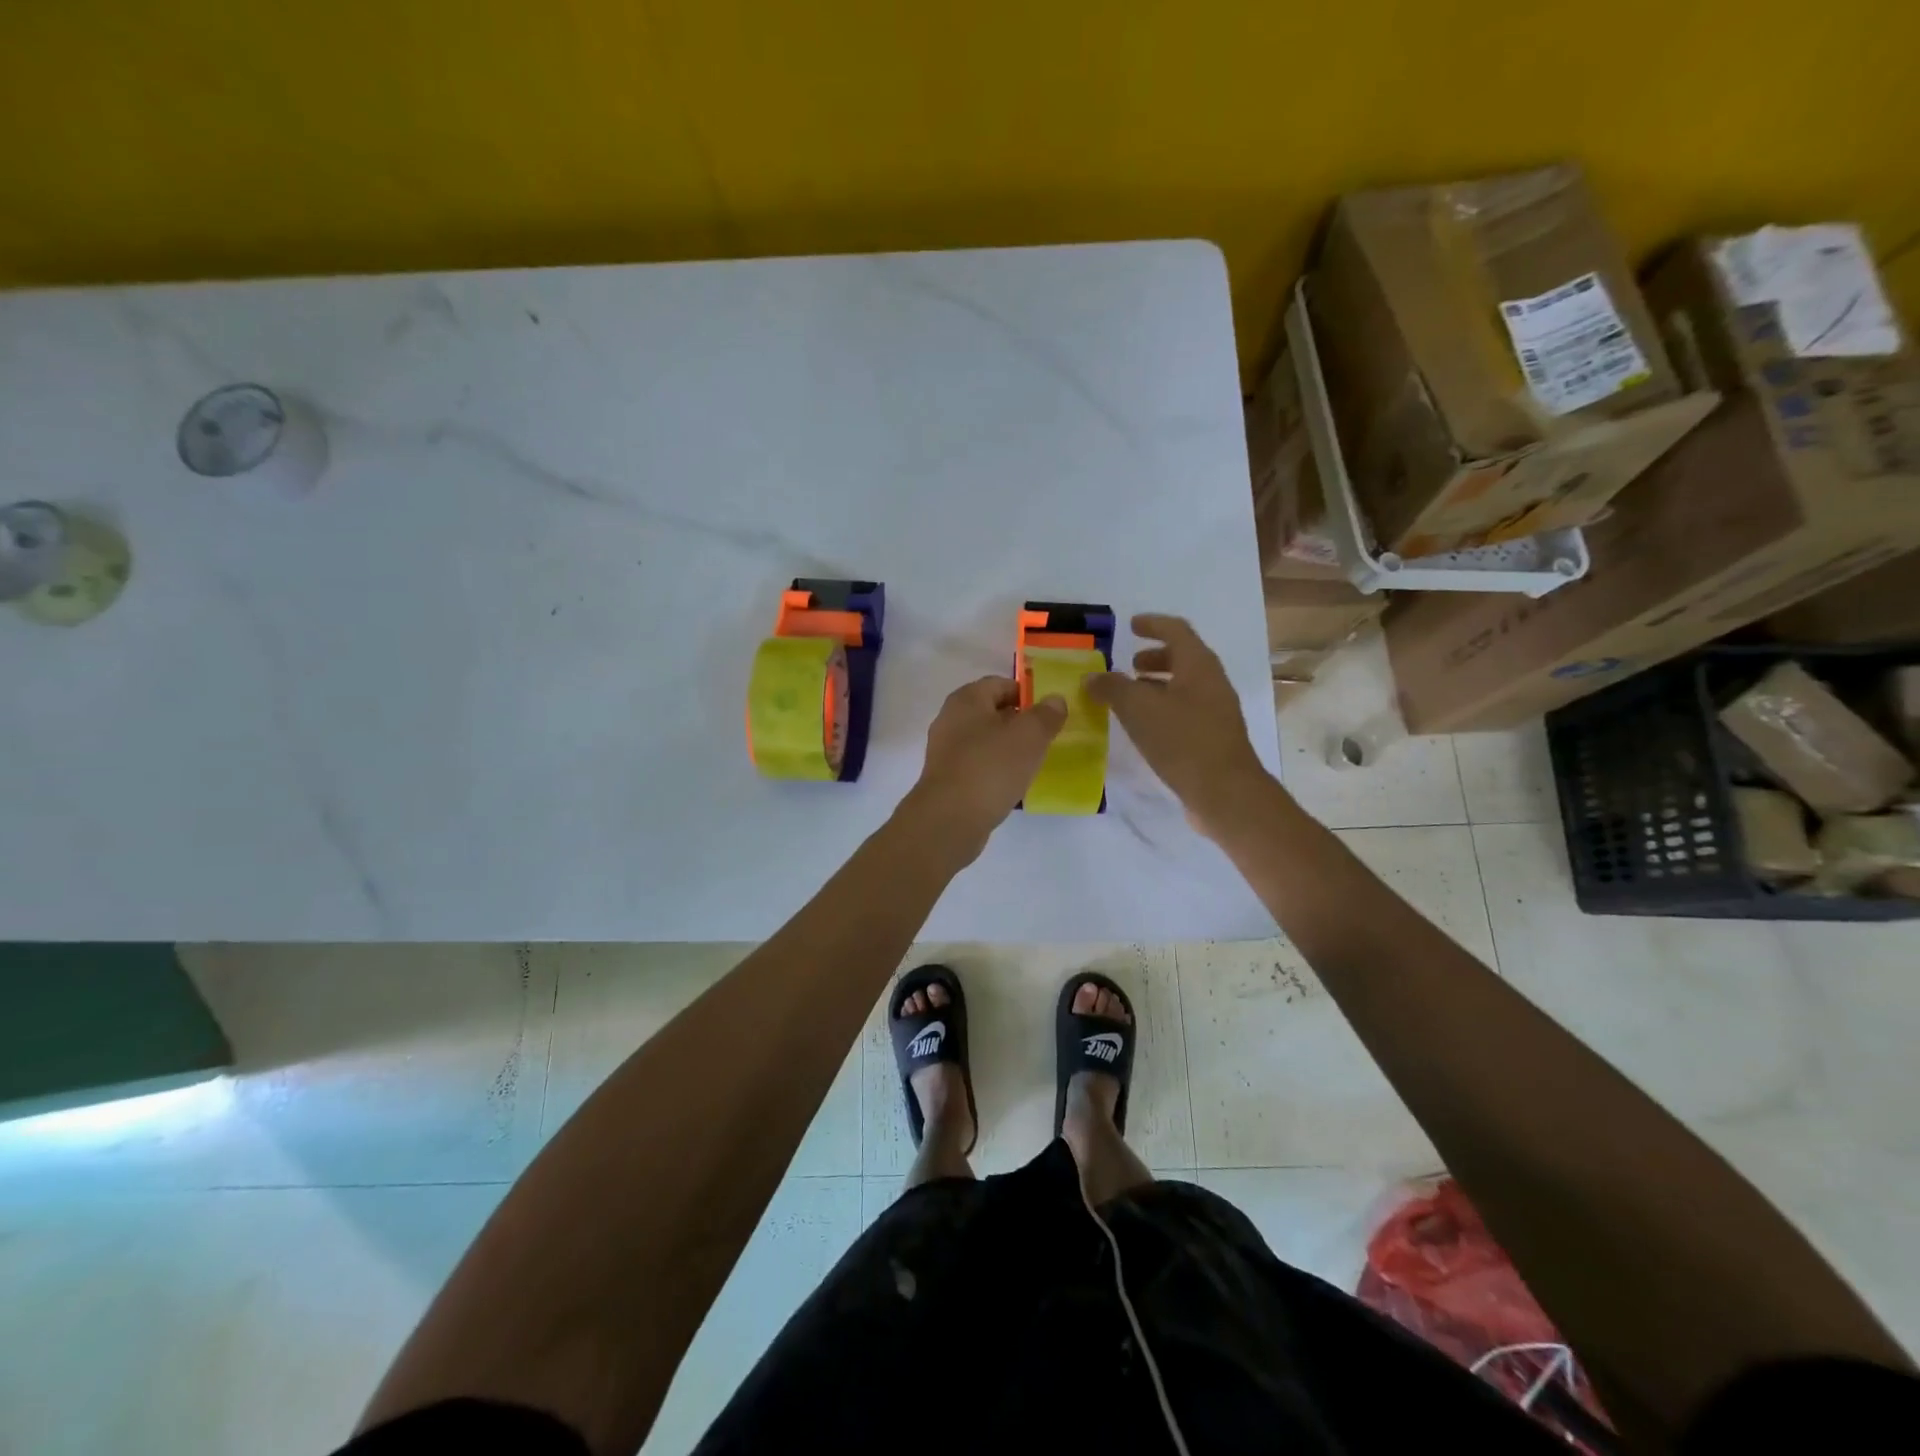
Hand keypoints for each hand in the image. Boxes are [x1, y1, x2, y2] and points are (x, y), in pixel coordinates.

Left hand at [901, 676, 1066, 861]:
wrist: (949, 819)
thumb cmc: (991, 768)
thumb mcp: (1029, 736)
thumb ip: (1046, 715)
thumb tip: (1054, 700)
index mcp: (966, 699)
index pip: (1000, 684)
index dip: (1027, 694)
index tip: (1049, 714)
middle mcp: (950, 719)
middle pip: (991, 712)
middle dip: (1019, 722)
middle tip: (1045, 738)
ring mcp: (945, 751)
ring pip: (984, 741)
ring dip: (1008, 748)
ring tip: (1033, 763)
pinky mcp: (947, 779)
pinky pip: (977, 765)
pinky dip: (995, 770)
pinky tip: (1012, 785)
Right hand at [1088, 614, 1272, 837]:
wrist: (1224, 792)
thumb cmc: (1182, 740)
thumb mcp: (1138, 709)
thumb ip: (1112, 688)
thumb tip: (1092, 677)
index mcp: (1199, 665)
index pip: (1176, 630)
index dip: (1153, 624)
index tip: (1131, 626)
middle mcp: (1211, 682)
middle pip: (1183, 658)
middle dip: (1155, 657)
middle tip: (1129, 665)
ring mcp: (1216, 711)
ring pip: (1184, 686)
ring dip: (1157, 685)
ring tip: (1130, 697)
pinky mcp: (1213, 737)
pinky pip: (1185, 710)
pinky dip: (1162, 708)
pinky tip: (1144, 727)